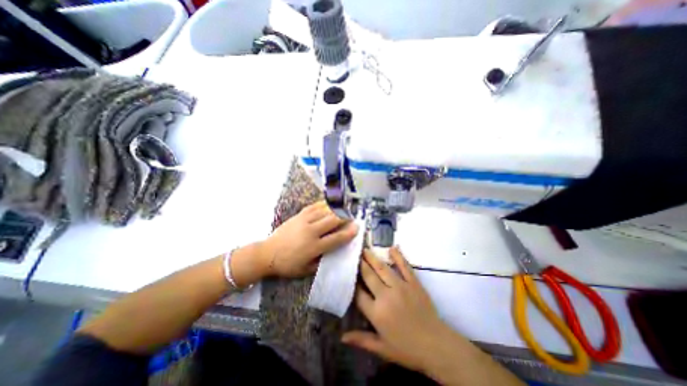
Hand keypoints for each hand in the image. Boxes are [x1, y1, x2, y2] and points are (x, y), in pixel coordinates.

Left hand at [263, 201, 359, 278]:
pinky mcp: (298, 216)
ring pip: (324, 211)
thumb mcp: (306, 269)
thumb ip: (322, 261)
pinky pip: (314, 207)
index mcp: (314, 247)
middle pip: (332, 220)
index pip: (336, 238)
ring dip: (336, 209)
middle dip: (345, 217)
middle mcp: (311, 232)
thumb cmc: (287, 264)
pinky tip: (329, 204)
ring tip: (343, 208)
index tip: (357, 228)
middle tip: (352, 216)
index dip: (348, 233)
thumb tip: (334, 251)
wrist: (267, 254)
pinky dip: (323, 204)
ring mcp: (304, 221)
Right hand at [342, 249, 451, 372]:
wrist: (436, 346)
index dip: (352, 283)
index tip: (347, 273)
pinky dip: (398, 256)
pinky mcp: (413, 283)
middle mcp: (386, 295)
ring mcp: (401, 286)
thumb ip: (361, 340)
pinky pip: (404, 266)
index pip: (359, 294)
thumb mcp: (382, 348)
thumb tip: (342, 337)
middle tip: (354, 254)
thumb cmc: (407, 349)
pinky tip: (392, 248)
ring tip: (365, 249)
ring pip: (382, 268)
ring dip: (372, 258)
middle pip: (369, 276)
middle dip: (360, 264)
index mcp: (377, 312)